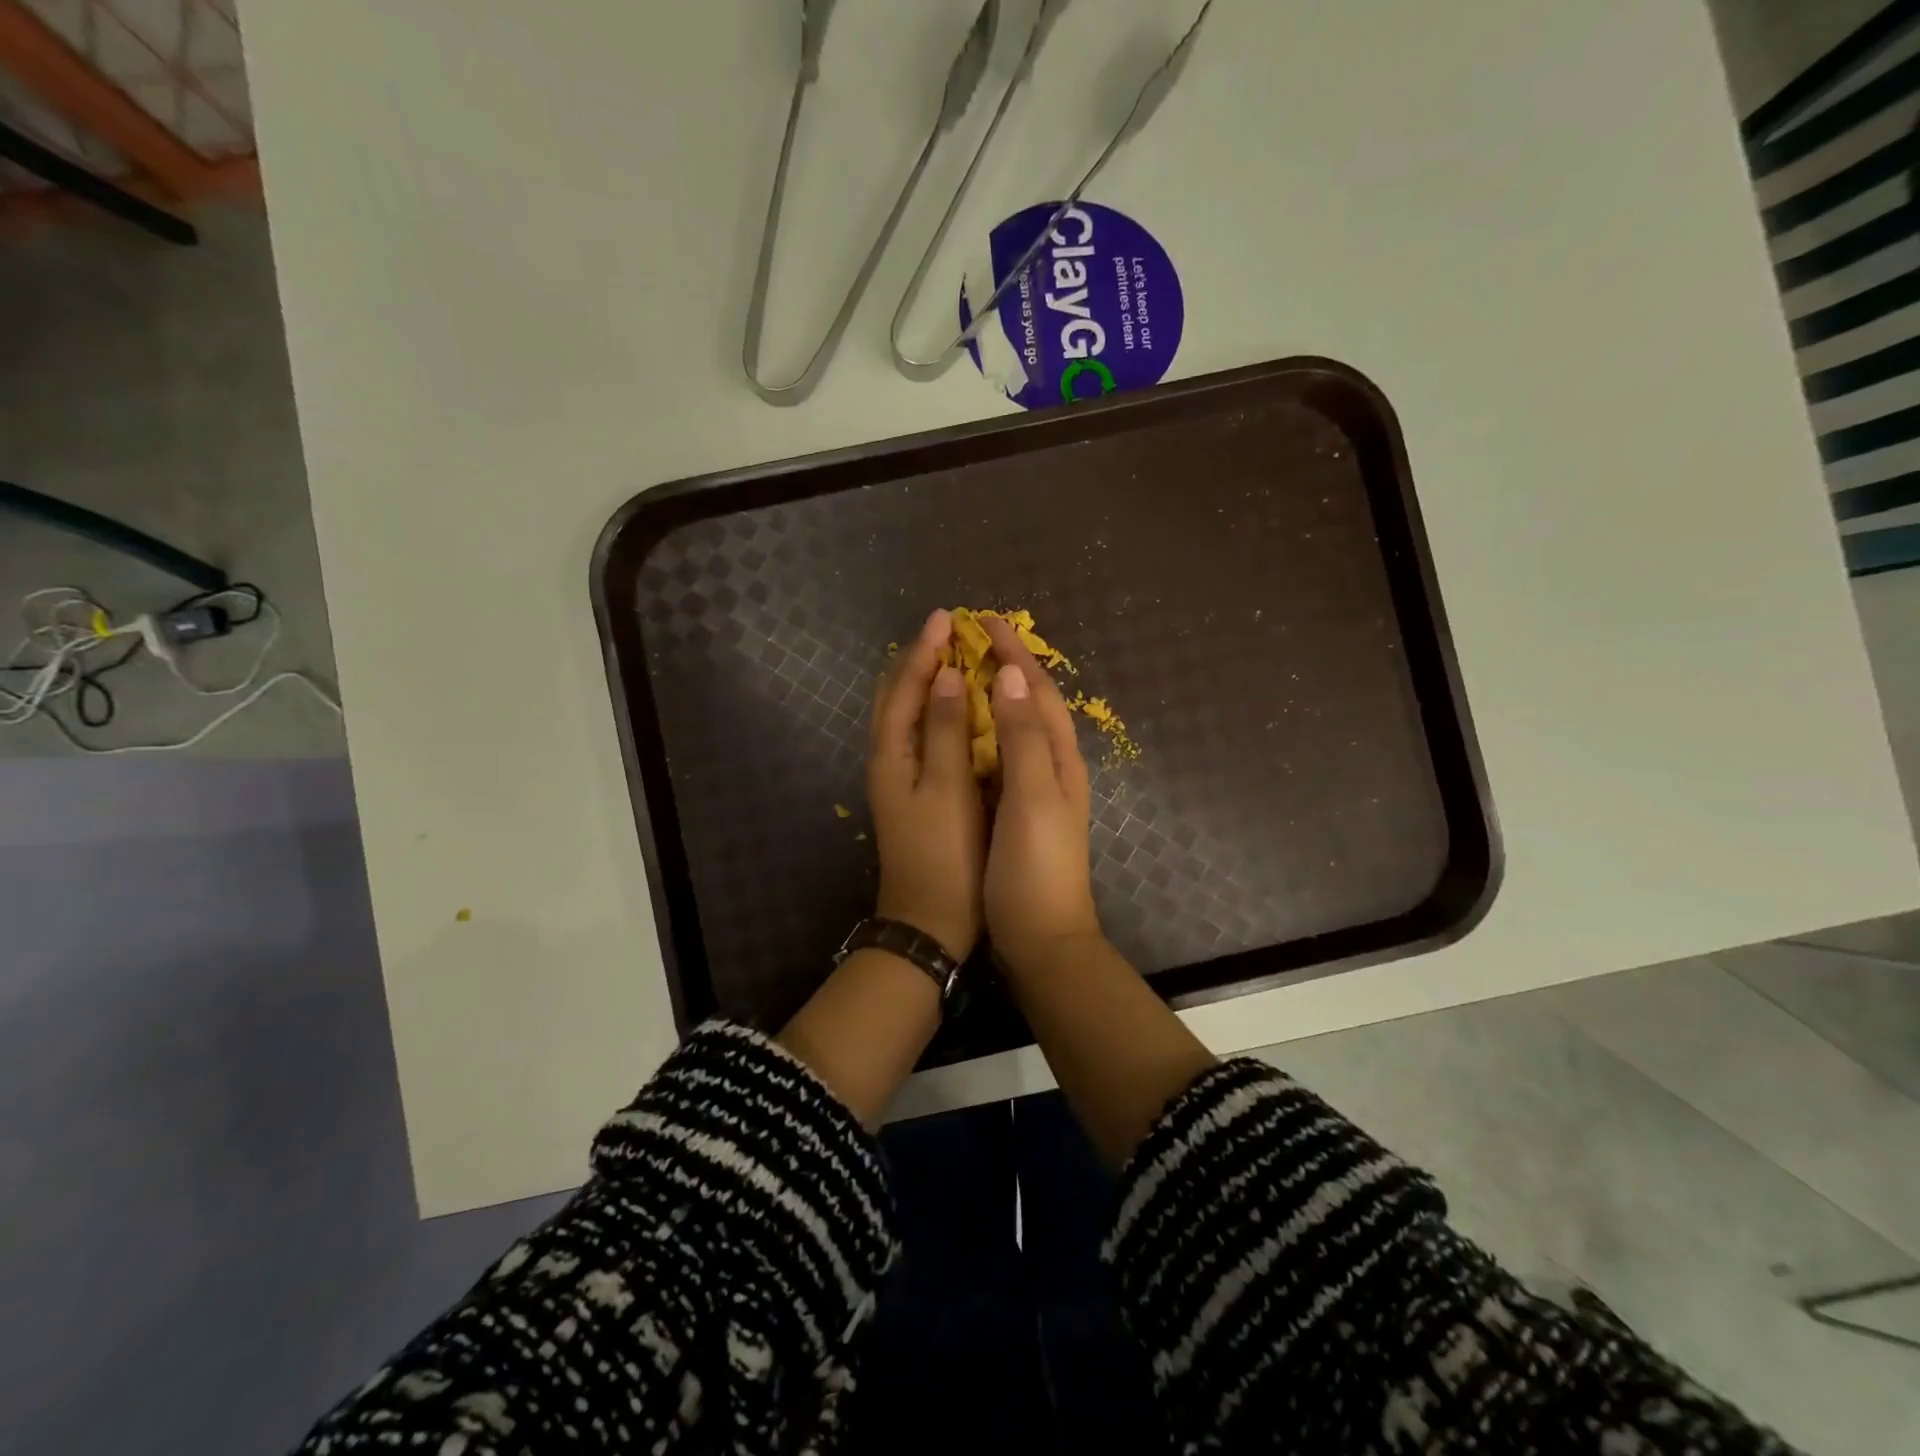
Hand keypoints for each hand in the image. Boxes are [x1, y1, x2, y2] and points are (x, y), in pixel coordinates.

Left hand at [868, 608, 985, 960]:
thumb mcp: (946, 788)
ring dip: (924, 682)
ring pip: (906, 715)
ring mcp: (899, 777)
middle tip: (949, 631)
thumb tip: (946, 675)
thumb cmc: (945, 854)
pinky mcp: (915, 792)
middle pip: (897, 696)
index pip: (905, 686)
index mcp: (891, 753)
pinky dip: (934, 711)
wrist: (929, 921)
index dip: (925, 650)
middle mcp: (887, 758)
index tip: (948, 617)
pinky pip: (920, 735)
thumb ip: (944, 729)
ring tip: (952, 658)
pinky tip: (956, 710)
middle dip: (919, 659)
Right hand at [980, 616, 1102, 974]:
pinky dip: (986, 730)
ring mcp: (1037, 789)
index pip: (1038, 690)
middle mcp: (1053, 766)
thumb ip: (1022, 737)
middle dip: (1007, 665)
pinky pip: (1004, 755)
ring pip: (1018, 727)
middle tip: (972, 638)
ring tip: (965, 670)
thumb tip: (1010, 674)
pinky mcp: (1019, 810)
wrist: (1042, 938)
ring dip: (996, 694)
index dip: (1014, 653)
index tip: (985, 620)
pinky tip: (965, 731)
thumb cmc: (1035, 868)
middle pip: (1032, 703)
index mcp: (1060, 758)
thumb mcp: (1031, 797)